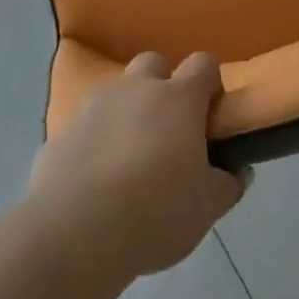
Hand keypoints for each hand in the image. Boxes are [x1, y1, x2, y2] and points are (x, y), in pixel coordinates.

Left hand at [26, 52, 246, 279]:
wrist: (73, 235)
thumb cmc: (155, 213)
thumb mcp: (207, 208)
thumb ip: (228, 183)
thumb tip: (238, 169)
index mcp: (179, 99)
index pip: (204, 64)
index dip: (210, 85)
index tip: (210, 117)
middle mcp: (137, 90)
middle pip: (154, 63)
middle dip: (162, 86)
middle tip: (167, 131)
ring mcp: (94, 107)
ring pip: (116, 94)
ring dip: (126, 113)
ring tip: (128, 159)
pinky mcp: (60, 134)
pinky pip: (86, 127)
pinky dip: (94, 142)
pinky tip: (95, 182)